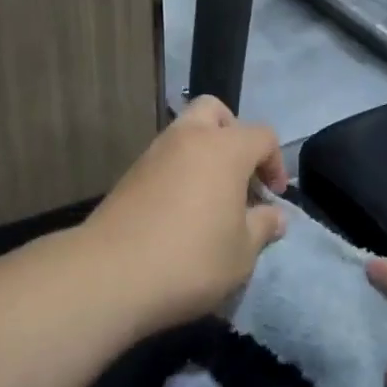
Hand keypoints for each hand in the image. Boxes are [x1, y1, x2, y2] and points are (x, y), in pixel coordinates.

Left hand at [82, 96, 289, 333]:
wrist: (111, 274)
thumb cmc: (191, 259)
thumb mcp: (242, 252)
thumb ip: (263, 227)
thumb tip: (275, 216)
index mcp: (224, 149)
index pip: (262, 135)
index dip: (275, 162)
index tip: (273, 196)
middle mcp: (188, 139)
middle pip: (215, 112)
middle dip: (233, 135)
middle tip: (240, 175)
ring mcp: (153, 154)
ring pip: (185, 133)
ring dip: (204, 154)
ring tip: (211, 198)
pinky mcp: (129, 175)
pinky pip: (164, 159)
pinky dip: (179, 172)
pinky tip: (181, 211)